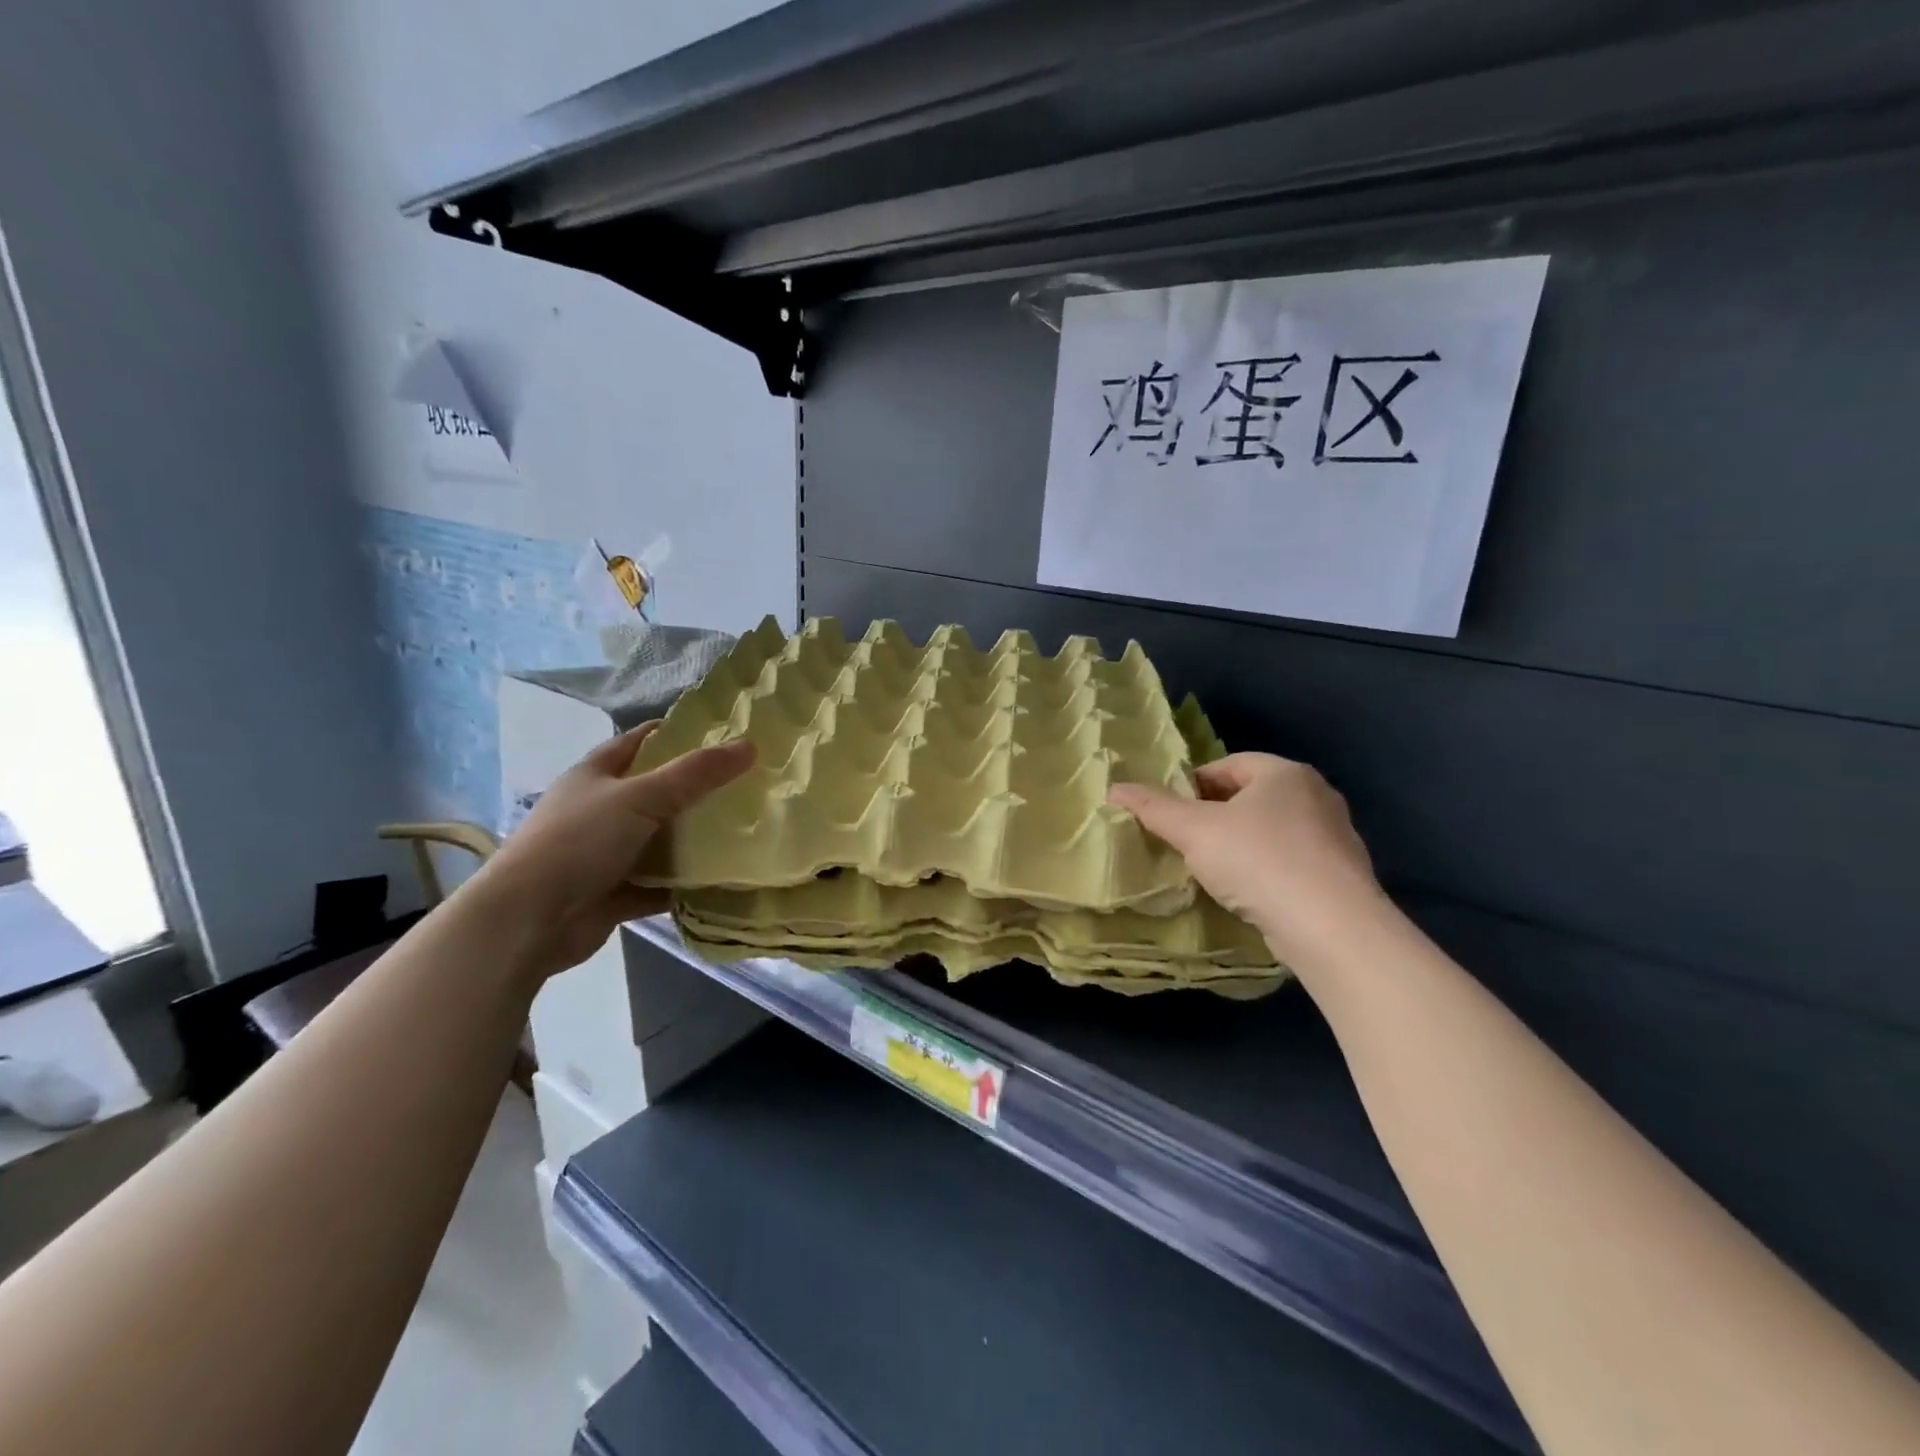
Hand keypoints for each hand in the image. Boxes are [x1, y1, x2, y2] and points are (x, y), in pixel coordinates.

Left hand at [464, 723, 753, 981]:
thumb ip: (696, 774)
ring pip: (661, 839)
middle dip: (698, 789)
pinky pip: (660, 883)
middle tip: (749, 785)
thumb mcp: (641, 797)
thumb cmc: (579, 842)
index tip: (724, 735)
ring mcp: (606, 853)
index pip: (642, 741)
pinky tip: (724, 880)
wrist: (526, 921)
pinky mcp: (615, 892)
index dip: (678, 734)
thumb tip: (750, 745)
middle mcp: (601, 810)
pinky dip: (686, 883)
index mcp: (596, 774)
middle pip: (657, 792)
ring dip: (695, 839)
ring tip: (747, 830)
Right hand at [1109, 753, 1386, 965]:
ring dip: (1240, 842)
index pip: (1228, 765)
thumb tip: (1115, 788)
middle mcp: (1316, 795)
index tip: (1170, 811)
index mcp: (1284, 773)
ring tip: (1211, 868)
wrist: (1332, 927)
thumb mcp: (1195, 830)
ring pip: (1272, 829)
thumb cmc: (1258, 861)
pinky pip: (1291, 860)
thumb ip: (1154, 808)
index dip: (1193, 784)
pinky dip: (1265, 868)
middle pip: (1251, 796)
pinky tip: (1248, 892)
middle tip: (1185, 839)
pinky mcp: (1341, 874)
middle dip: (1215, 814)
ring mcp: (1335, 835)